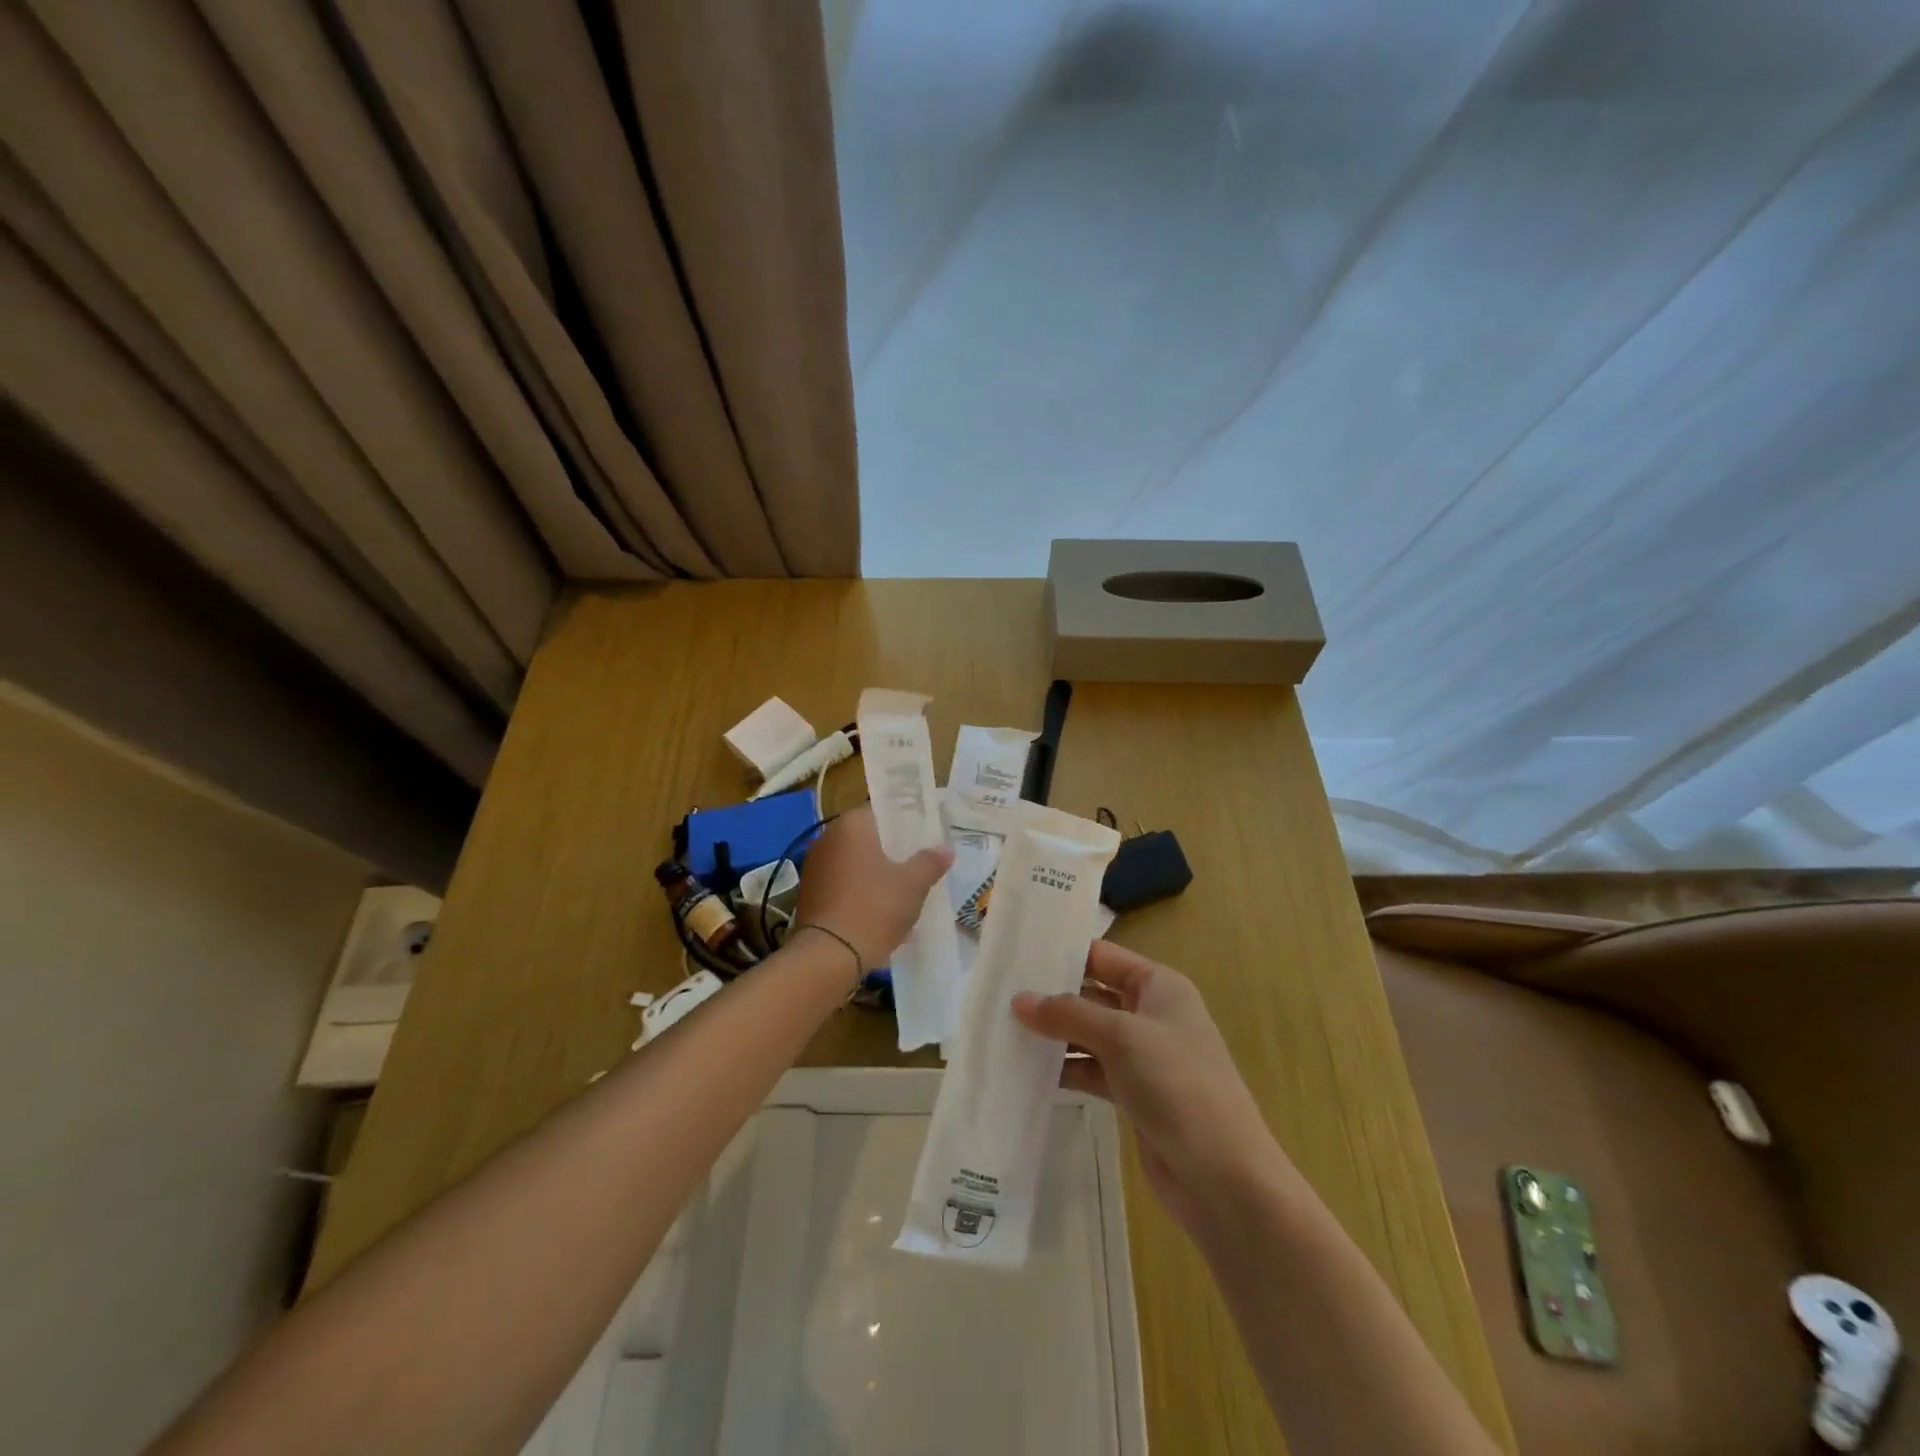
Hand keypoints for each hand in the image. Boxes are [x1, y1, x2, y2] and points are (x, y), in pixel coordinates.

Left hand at [794, 806, 952, 973]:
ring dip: (877, 876)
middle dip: (893, 854)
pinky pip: (843, 886)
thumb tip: (946, 848)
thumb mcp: (913, 884)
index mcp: (851, 825)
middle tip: (918, 869)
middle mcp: (827, 838)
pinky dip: (861, 894)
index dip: (906, 826)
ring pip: (856, 864)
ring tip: (903, 896)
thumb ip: (930, 862)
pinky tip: (880, 915)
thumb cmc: (874, 908)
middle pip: (869, 840)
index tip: (925, 842)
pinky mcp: (809, 894)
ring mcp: (814, 867)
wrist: (828, 956)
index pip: (883, 813)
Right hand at [1012, 941, 1293, 1236]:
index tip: (1017, 954)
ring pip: (1089, 1035)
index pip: (1103, 956)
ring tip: (1004, 1032)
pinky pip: (1092, 1070)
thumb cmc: (1177, 1086)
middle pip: (1092, 995)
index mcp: (1159, 986)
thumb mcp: (1121, 1037)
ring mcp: (1144, 1056)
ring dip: (1054, 1036)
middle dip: (1052, 997)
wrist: (1224, 1177)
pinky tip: (1029, 1073)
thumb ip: (1068, 1015)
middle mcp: (1152, 1014)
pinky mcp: (1135, 1094)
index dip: (1063, 953)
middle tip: (999, 994)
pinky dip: (1066, 1069)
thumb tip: (1019, 1001)